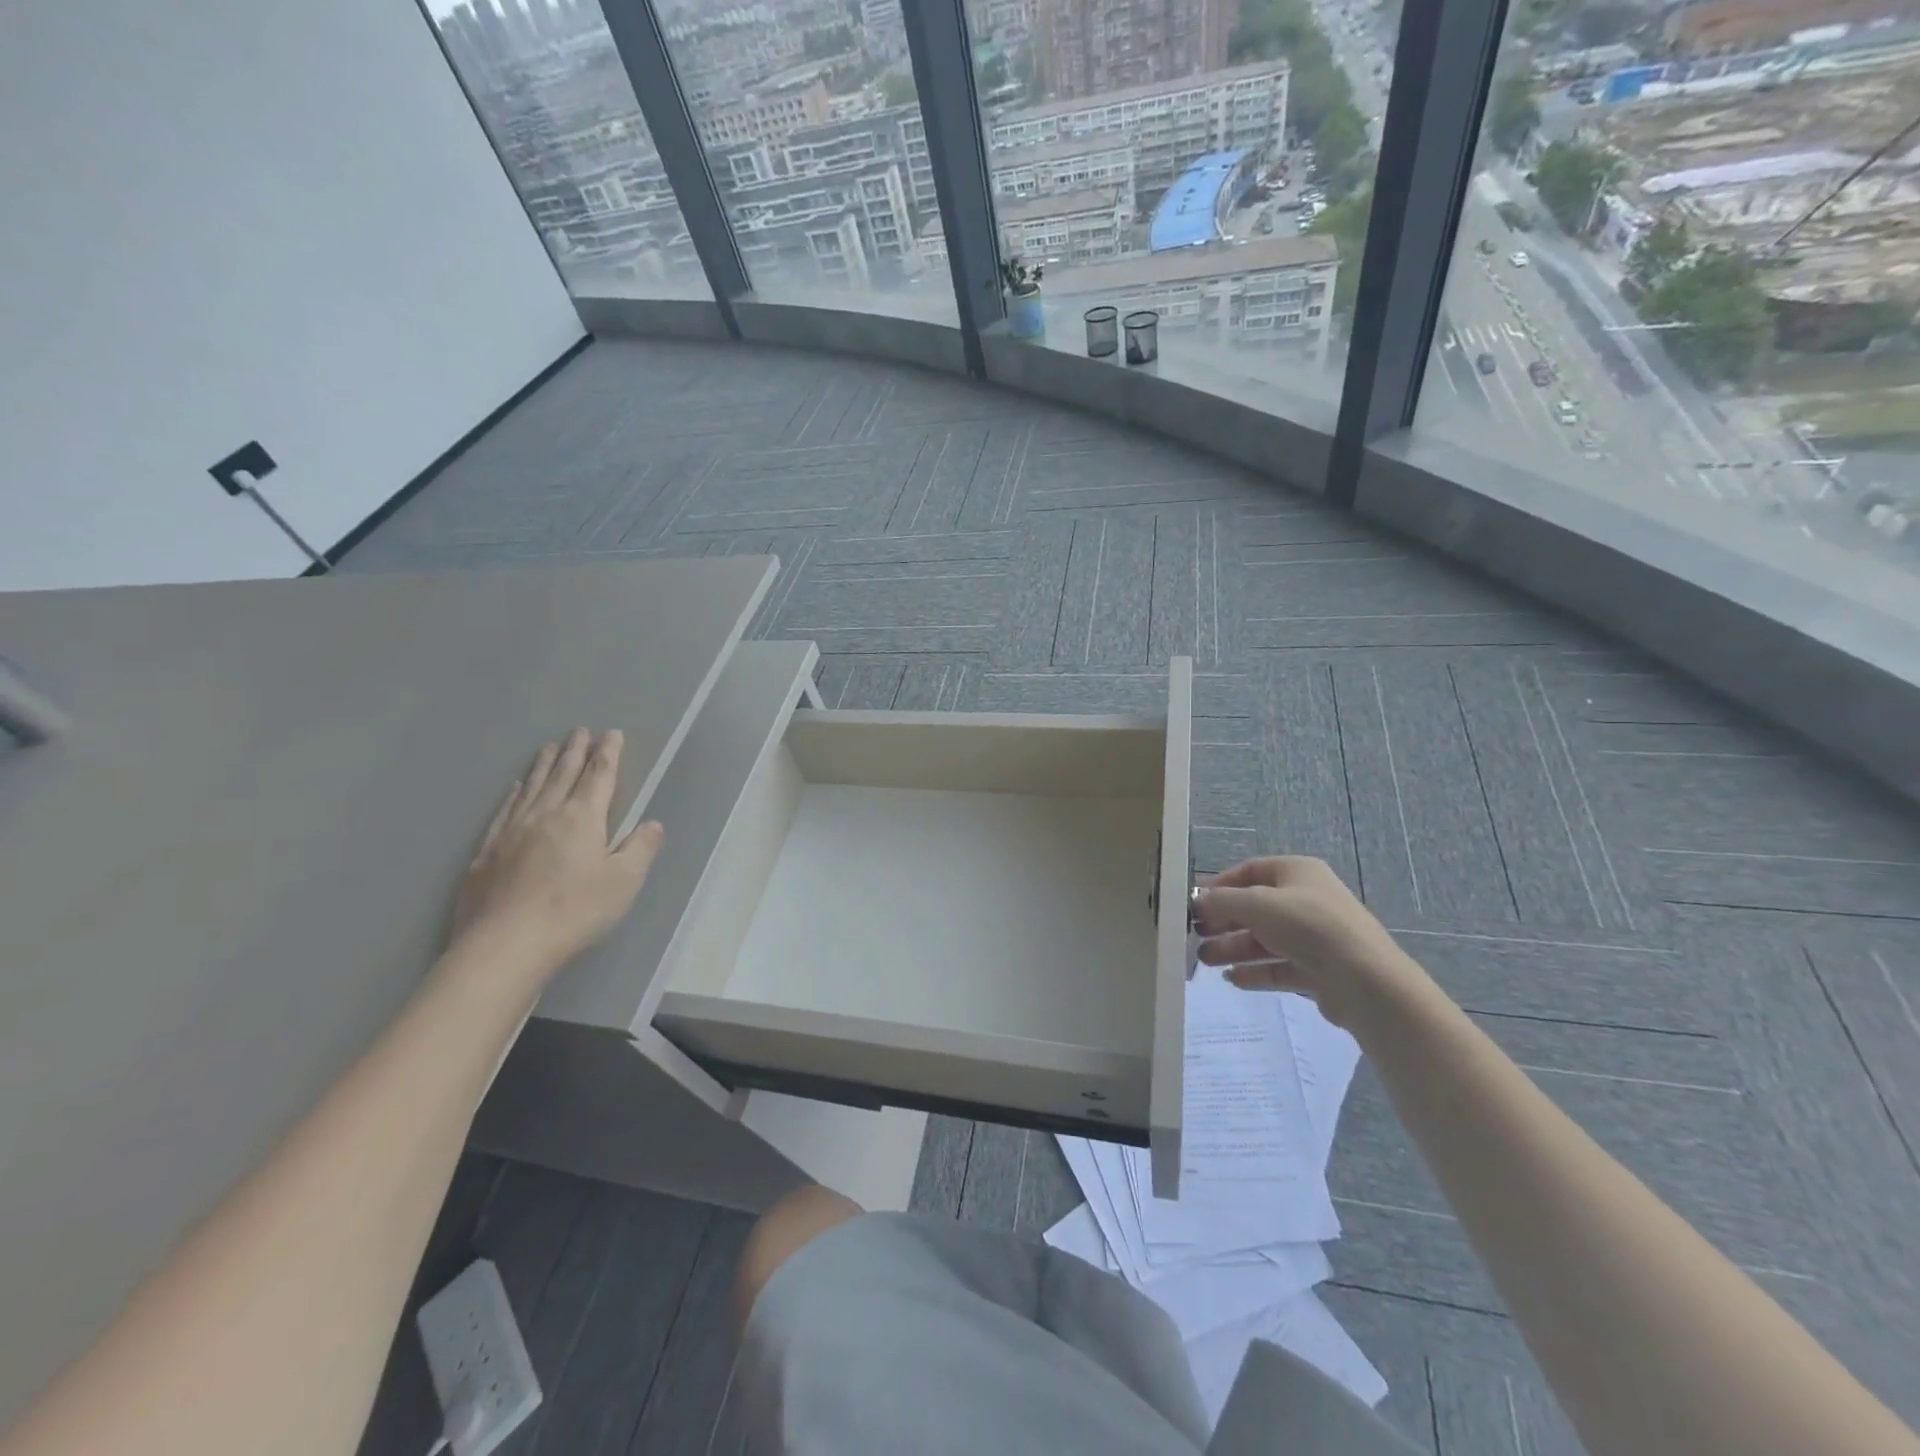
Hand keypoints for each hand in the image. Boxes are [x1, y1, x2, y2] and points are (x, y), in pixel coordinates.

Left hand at [449, 728, 663, 979]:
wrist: (504, 946)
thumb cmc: (574, 912)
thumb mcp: (623, 882)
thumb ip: (640, 849)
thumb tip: (652, 824)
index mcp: (582, 818)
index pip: (599, 776)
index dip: (608, 754)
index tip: (612, 734)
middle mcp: (546, 815)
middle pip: (563, 775)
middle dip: (575, 751)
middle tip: (580, 730)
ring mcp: (511, 832)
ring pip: (532, 788)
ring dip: (544, 765)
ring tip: (550, 747)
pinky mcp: (486, 853)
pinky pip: (505, 810)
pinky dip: (514, 793)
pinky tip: (516, 788)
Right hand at [1193, 856, 1419, 1027]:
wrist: (1365, 981)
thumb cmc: (1308, 926)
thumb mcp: (1256, 904)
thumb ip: (1221, 901)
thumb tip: (1197, 902)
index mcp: (1298, 872)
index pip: (1250, 871)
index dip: (1220, 885)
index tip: (1194, 903)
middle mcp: (1307, 900)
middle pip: (1255, 908)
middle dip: (1224, 922)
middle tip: (1195, 935)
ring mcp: (1315, 937)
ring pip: (1265, 940)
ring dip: (1233, 948)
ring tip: (1206, 961)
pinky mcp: (1319, 971)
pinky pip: (1279, 967)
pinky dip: (1255, 972)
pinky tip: (1232, 979)